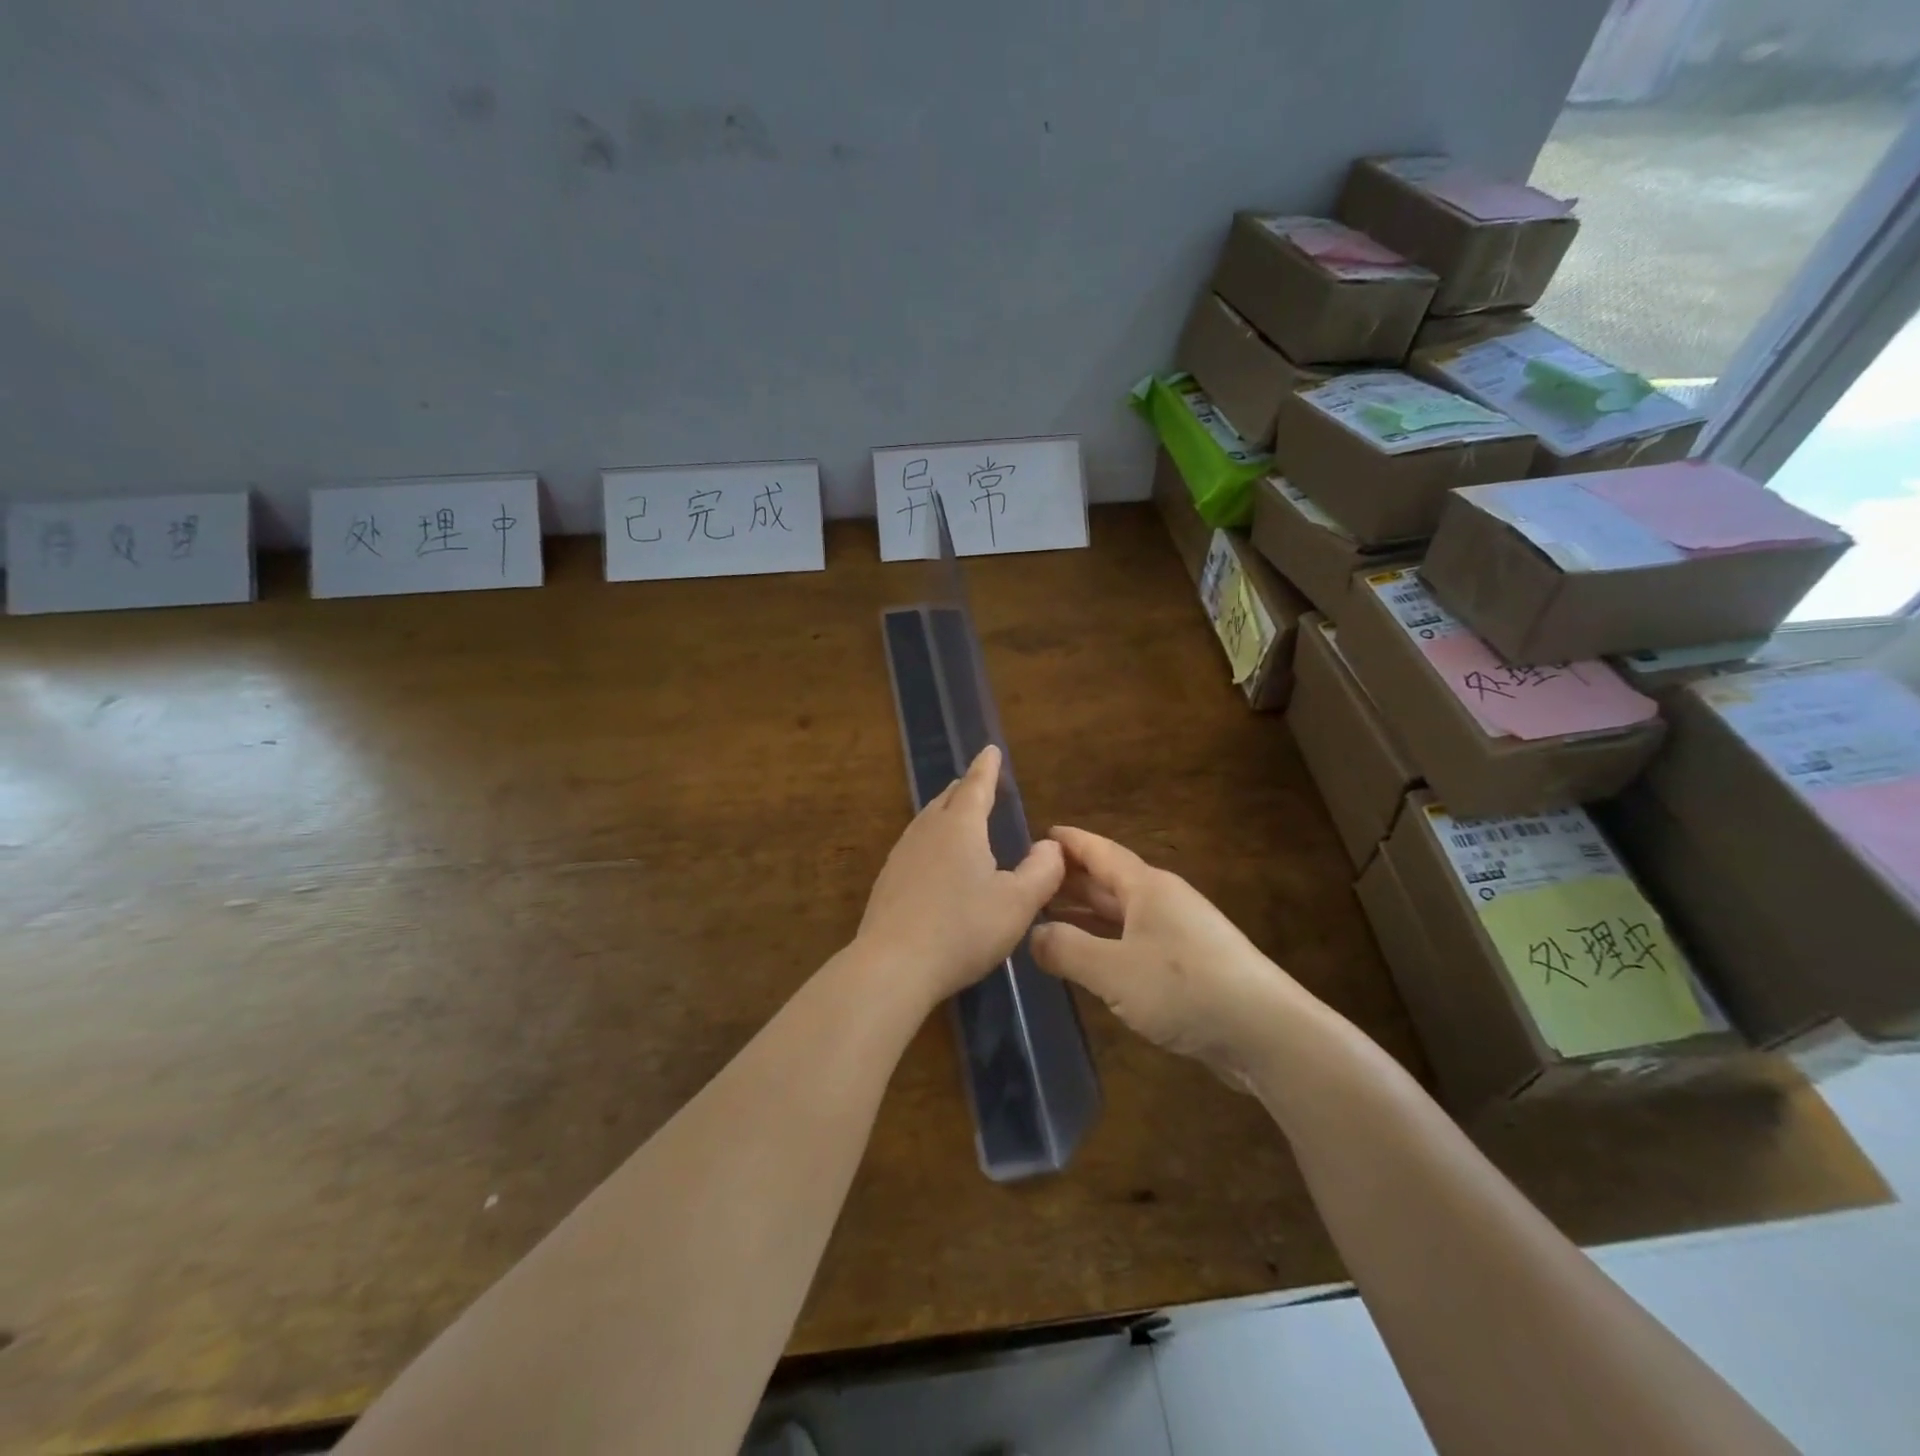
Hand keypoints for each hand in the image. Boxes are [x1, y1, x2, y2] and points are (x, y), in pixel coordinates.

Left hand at [856, 746, 1065, 1009]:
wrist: (893, 965)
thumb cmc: (963, 929)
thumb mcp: (1017, 904)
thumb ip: (1042, 871)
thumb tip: (1050, 846)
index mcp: (960, 826)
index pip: (976, 785)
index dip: (987, 767)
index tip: (990, 749)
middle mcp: (927, 831)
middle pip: (947, 798)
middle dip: (966, 788)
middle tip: (979, 783)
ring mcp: (902, 854)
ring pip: (927, 820)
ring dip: (945, 811)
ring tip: (957, 815)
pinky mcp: (888, 880)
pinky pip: (915, 844)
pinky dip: (932, 839)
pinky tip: (935, 860)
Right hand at [1031, 826, 1309, 1088]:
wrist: (1266, 1033)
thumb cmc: (1184, 988)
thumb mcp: (1113, 970)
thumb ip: (1066, 949)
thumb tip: (1032, 934)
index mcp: (1147, 887)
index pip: (1100, 852)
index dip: (1070, 842)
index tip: (1040, 835)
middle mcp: (1163, 902)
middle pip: (1109, 882)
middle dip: (1071, 881)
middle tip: (1029, 882)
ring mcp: (1180, 934)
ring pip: (1122, 915)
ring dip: (1086, 915)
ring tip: (1047, 919)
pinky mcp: (1190, 967)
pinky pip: (1135, 943)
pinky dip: (1106, 944)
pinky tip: (1089, 961)